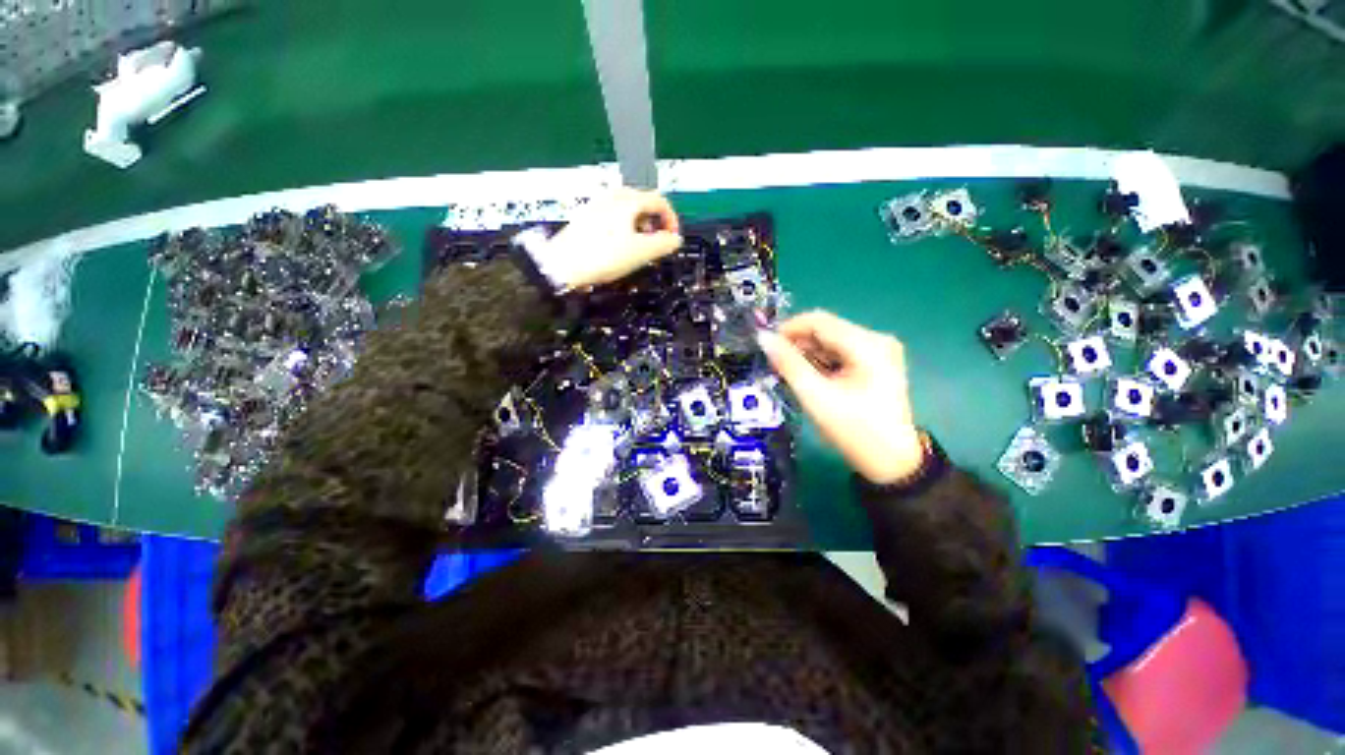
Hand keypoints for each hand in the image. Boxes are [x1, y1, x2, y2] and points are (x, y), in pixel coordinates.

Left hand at [538, 189, 682, 288]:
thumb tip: (675, 239)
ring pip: (627, 212)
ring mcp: (596, 206)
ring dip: (639, 228)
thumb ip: (664, 244)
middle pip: (643, 204)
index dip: (671, 220)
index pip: (659, 201)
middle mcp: (612, 196)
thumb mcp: (641, 252)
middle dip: (654, 224)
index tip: (673, 240)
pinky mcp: (585, 218)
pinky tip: (618, 248)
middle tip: (656, 245)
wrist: (562, 266)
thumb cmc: (604, 256)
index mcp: (628, 200)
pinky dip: (623, 230)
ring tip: (638, 249)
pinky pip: (613, 218)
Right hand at [757, 311, 922, 484]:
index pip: (818, 321)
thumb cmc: (853, 430)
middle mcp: (876, 339)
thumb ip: (788, 364)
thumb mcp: (815, 396)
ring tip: (790, 374)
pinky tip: (810, 377)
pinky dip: (821, 361)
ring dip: (807, 353)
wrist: (891, 462)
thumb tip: (763, 338)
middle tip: (775, 364)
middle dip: (797, 344)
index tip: (766, 345)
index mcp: (867, 344)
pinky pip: (840, 352)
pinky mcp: (877, 362)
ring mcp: (879, 351)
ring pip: (831, 341)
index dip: (788, 329)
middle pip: (825, 329)